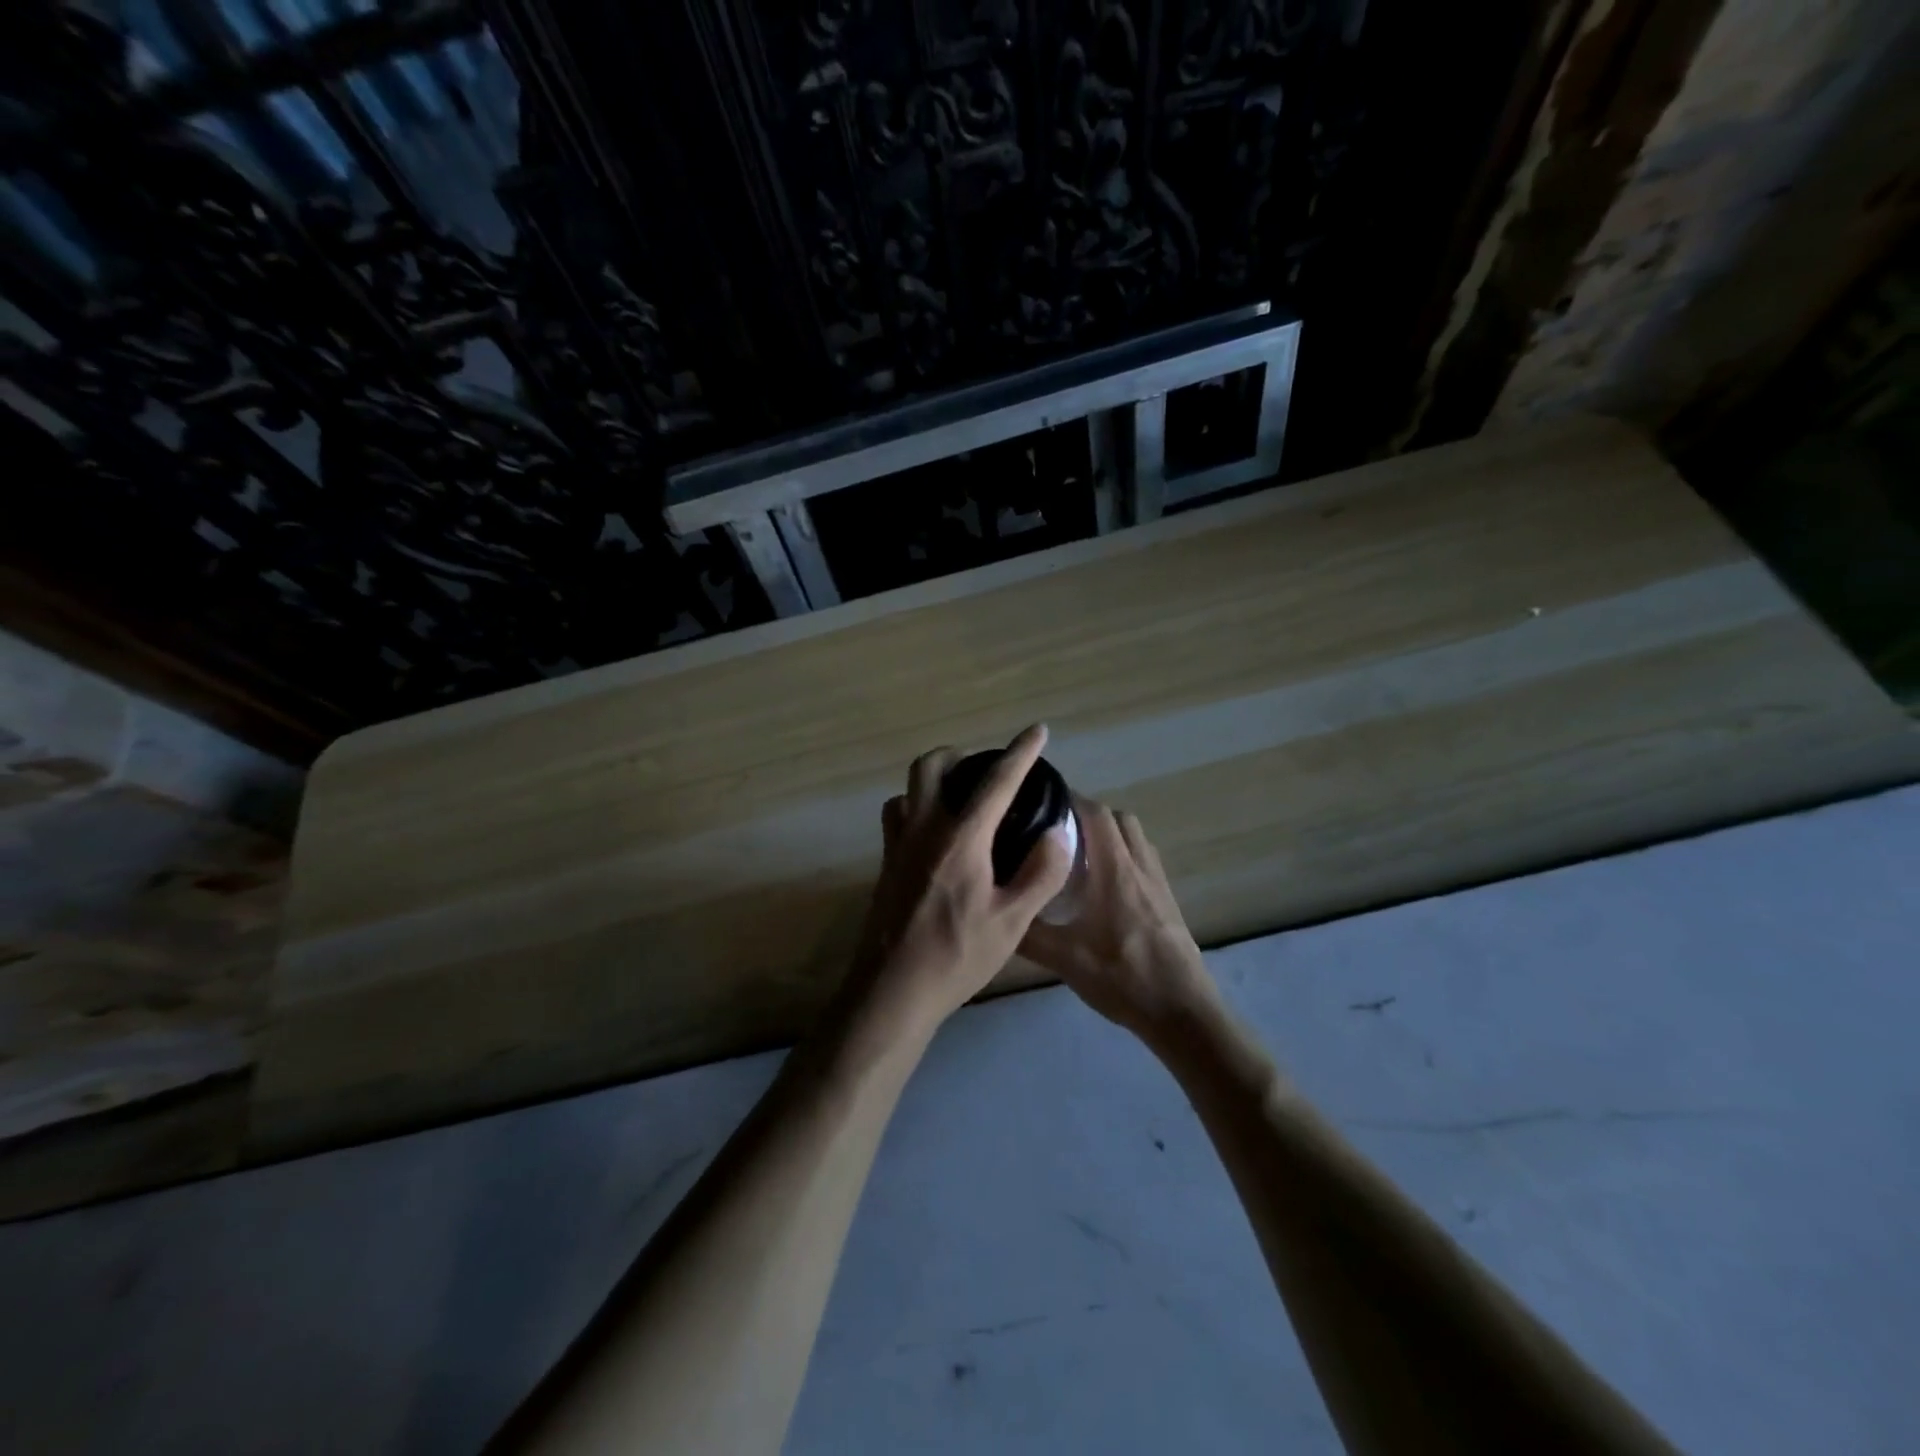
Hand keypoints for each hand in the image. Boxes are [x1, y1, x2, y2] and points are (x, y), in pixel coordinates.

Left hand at [848, 724, 1074, 1031]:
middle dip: (962, 754)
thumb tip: (1057, 834)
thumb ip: (1040, 874)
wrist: (892, 991)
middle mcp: (924, 828)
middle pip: (932, 765)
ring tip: (962, 797)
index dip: (1021, 752)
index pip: (996, 781)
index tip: (1038, 730)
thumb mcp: (1012, 923)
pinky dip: (916, 807)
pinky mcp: (886, 863)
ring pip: (909, 788)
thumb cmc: (956, 957)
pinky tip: (936, 834)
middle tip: (988, 770)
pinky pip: (897, 815)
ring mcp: (898, 844)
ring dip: (935, 779)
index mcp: (961, 838)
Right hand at [1020, 803, 1220, 1042]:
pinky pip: (1144, 863)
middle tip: (1057, 832)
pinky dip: (1123, 859)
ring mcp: (1159, 884)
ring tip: (1078, 858)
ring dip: (1109, 837)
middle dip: (1089, 815)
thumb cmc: (1123, 978)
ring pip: (1136, 840)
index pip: (1096, 813)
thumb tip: (995, 912)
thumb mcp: (1064, 959)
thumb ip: (1027, 933)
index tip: (1043, 800)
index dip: (1071, 798)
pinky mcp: (1168, 903)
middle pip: (1119, 819)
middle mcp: (1140, 867)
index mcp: (1115, 870)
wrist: (1182, 1012)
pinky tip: (1103, 890)